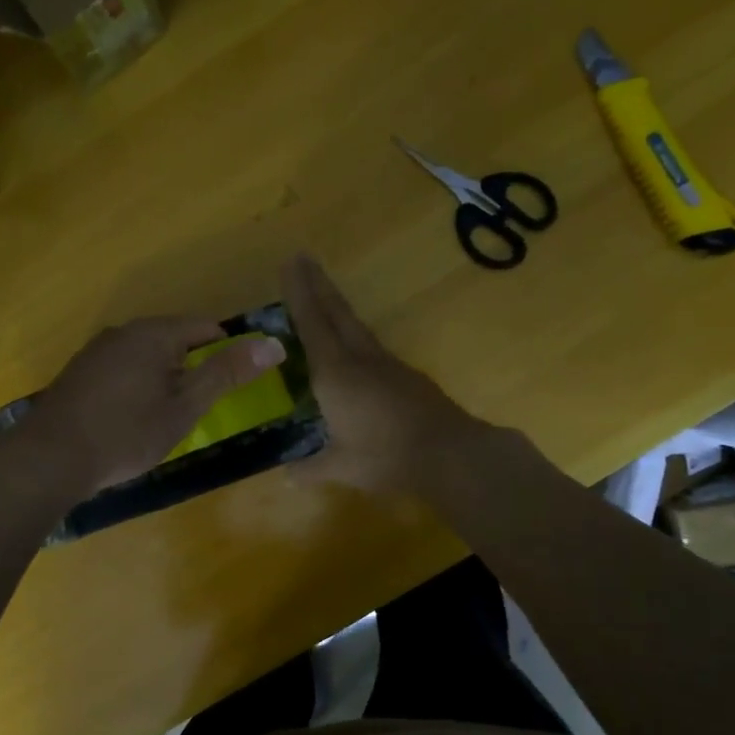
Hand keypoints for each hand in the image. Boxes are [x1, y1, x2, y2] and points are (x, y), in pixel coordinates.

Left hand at [14, 318, 285, 501]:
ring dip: (163, 377)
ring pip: (145, 355)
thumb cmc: (127, 433)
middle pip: (174, 339)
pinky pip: (121, 369)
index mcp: (154, 333)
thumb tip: (274, 344)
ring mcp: (95, 351)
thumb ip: (227, 373)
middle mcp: (124, 331)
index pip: (206, 327)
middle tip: (199, 407)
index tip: (231, 386)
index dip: (227, 352)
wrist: (49, 458)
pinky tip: (130, 418)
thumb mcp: (185, 406)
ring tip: (167, 416)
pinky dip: (136, 386)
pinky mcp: (77, 373)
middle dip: (192, 367)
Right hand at [283, 254, 483, 491]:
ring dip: (336, 305)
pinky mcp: (404, 375)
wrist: (449, 453)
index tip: (290, 262)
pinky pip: (370, 345)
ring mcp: (386, 364)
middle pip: (335, 312)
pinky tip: (351, 343)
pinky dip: (352, 333)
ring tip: (323, 294)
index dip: (298, 293)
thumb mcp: (341, 467)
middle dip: (316, 284)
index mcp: (335, 374)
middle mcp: (359, 359)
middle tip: (303, 257)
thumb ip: (311, 468)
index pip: (311, 324)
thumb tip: (285, 477)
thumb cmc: (385, 456)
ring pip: (355, 326)